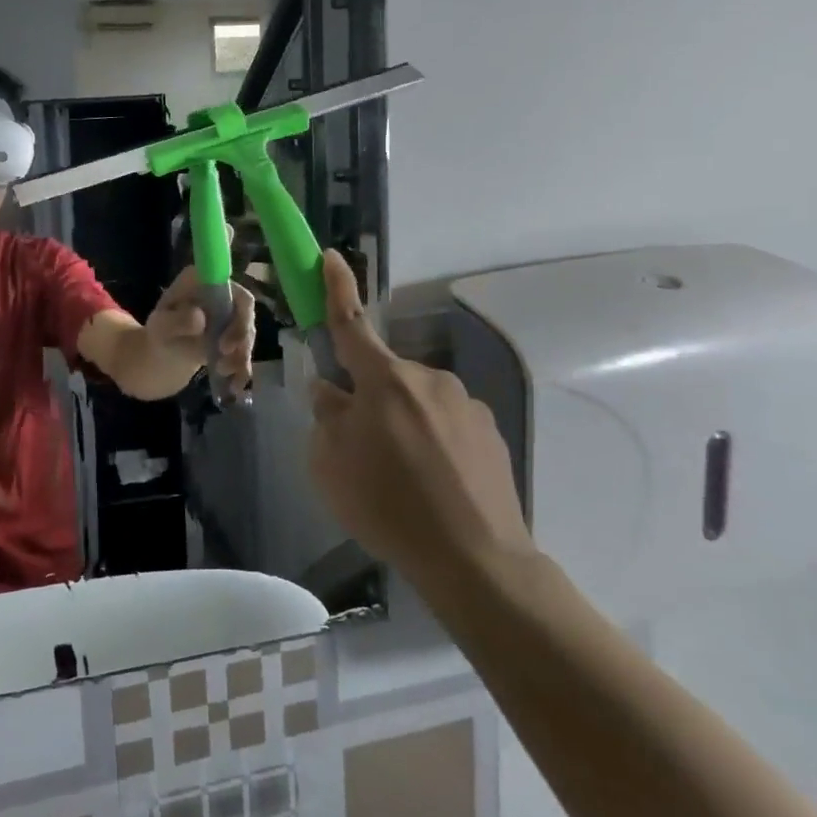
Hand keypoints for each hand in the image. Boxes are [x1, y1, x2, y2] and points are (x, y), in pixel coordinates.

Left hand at [146, 265, 256, 388]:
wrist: (160, 355)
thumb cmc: (159, 334)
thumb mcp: (160, 327)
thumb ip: (177, 321)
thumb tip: (200, 318)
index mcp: (201, 281)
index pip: (229, 285)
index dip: (238, 308)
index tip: (227, 338)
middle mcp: (221, 293)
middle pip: (244, 310)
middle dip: (240, 336)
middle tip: (225, 355)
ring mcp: (230, 315)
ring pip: (247, 332)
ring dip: (240, 354)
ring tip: (223, 372)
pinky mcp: (234, 337)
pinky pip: (245, 350)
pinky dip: (243, 368)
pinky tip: (236, 385)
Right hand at [307, 251, 533, 585]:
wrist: (474, 558)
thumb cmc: (387, 504)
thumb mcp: (330, 463)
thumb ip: (326, 416)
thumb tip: (331, 392)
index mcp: (385, 380)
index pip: (352, 324)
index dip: (336, 290)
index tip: (330, 257)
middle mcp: (428, 379)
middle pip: (383, 376)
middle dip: (367, 398)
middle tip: (360, 449)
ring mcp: (465, 404)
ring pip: (415, 402)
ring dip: (401, 422)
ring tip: (402, 477)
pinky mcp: (490, 432)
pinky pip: (445, 424)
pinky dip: (432, 442)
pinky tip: (434, 484)